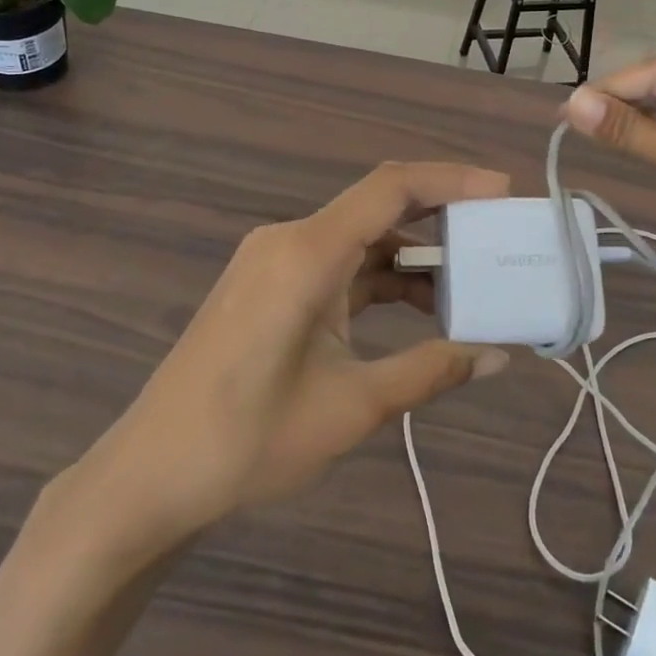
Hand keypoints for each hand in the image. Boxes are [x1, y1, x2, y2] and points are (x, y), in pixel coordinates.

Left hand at [54, 163, 513, 547]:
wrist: (150, 475)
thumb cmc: (249, 440)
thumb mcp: (353, 406)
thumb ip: (430, 371)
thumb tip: (497, 357)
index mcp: (307, 253)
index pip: (391, 188)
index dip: (452, 180)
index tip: (504, 191)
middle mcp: (289, 240)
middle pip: (377, 207)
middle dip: (441, 218)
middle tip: (498, 236)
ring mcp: (273, 261)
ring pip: (359, 239)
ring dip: (411, 257)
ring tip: (469, 284)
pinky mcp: (268, 285)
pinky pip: (336, 264)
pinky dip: (379, 279)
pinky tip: (417, 308)